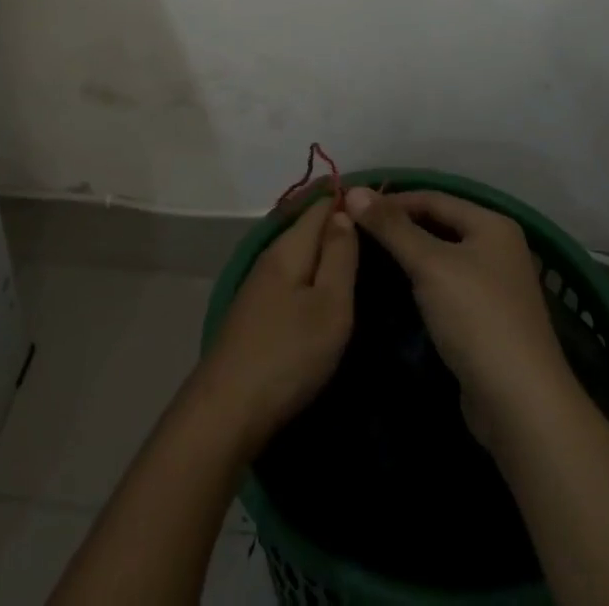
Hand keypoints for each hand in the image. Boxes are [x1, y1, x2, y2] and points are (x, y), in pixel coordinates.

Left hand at [193, 197, 358, 448]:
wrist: (227, 409)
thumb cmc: (288, 354)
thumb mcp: (329, 306)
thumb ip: (340, 256)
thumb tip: (343, 212)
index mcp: (288, 248)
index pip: (320, 206)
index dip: (347, 199)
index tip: (381, 204)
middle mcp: (270, 257)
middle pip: (307, 228)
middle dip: (337, 224)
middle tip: (378, 231)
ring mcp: (259, 285)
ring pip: (299, 254)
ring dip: (325, 251)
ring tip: (360, 258)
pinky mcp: (256, 312)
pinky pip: (291, 278)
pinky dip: (312, 274)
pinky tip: (325, 290)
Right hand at [343, 188, 573, 443]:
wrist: (521, 405)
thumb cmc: (476, 318)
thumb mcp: (430, 265)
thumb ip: (392, 227)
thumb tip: (353, 190)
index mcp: (492, 224)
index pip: (433, 198)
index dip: (392, 200)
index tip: (352, 208)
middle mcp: (497, 248)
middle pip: (438, 225)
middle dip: (398, 227)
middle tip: (355, 231)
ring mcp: (495, 286)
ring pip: (441, 258)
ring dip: (407, 256)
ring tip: (366, 256)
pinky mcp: (486, 319)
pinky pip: (446, 286)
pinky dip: (421, 282)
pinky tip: (395, 289)